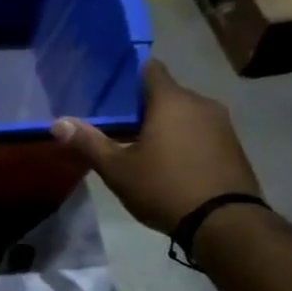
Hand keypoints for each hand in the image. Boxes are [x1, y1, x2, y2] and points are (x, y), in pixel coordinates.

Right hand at [51, 60, 260, 234]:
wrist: (224, 222)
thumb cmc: (164, 188)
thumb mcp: (118, 169)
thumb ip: (89, 142)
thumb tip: (58, 123)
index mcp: (171, 100)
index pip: (150, 68)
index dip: (129, 77)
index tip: (112, 93)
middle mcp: (200, 102)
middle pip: (167, 93)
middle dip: (145, 107)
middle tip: (120, 128)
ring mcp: (221, 123)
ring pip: (185, 113)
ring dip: (166, 125)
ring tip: (144, 148)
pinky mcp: (233, 145)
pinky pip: (201, 131)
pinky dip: (185, 139)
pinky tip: (171, 163)